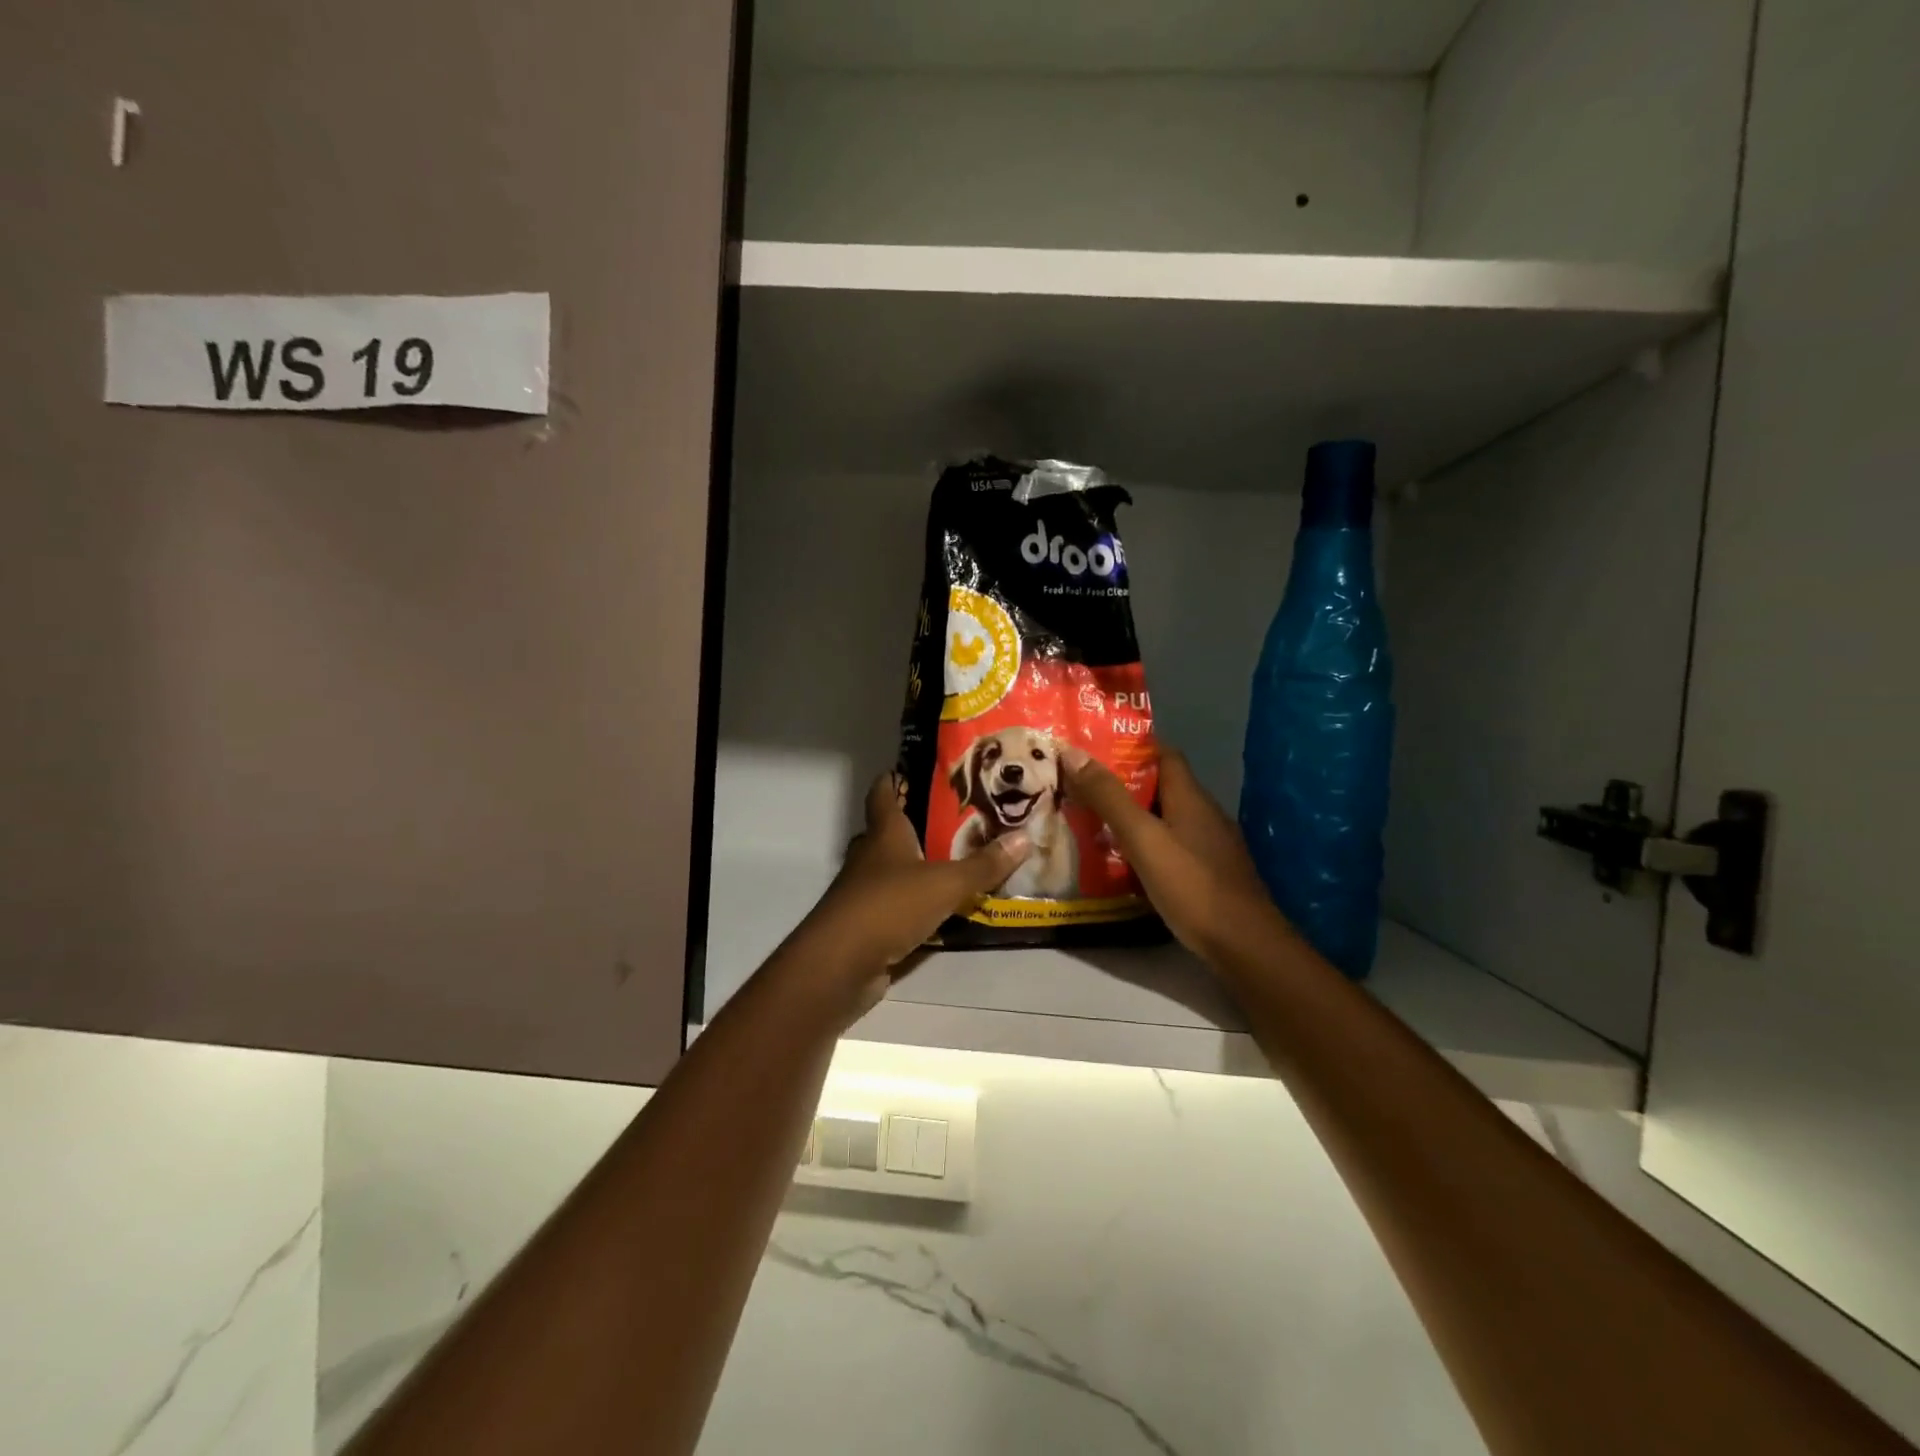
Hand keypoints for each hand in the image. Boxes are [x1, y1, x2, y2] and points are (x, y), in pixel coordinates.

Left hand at [780, 772, 1032, 1023]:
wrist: (841, 964)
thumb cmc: (889, 906)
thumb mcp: (945, 884)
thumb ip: (983, 865)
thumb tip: (1024, 838)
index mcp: (884, 835)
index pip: (883, 794)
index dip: (894, 779)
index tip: (914, 768)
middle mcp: (869, 857)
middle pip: (886, 833)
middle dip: (913, 826)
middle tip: (953, 821)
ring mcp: (863, 893)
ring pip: (890, 871)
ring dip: (915, 868)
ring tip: (954, 863)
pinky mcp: (866, 925)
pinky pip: (894, 907)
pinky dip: (914, 905)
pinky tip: (941, 910)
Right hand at [1061, 744, 1284, 964]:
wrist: (1245, 946)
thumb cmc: (1192, 885)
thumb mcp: (1143, 838)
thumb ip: (1109, 798)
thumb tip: (1073, 752)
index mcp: (1191, 797)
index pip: (1164, 754)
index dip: (1132, 748)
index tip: (1095, 751)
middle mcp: (1205, 815)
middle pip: (1162, 787)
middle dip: (1124, 786)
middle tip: (1082, 791)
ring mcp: (1212, 847)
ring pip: (1166, 820)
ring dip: (1134, 819)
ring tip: (1094, 826)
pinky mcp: (1211, 875)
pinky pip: (1173, 848)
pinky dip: (1148, 848)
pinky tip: (1126, 865)